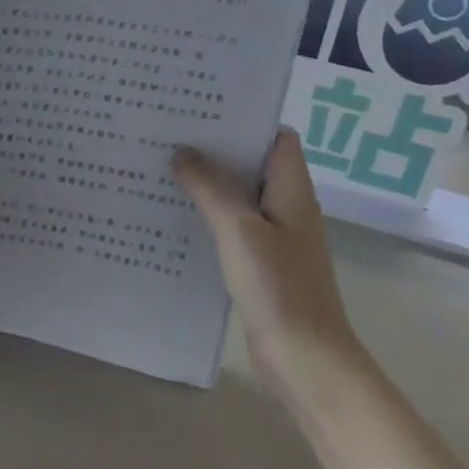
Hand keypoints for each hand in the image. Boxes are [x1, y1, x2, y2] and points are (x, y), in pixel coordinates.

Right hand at [173, 129, 359, 397]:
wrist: (305, 360)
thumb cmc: (278, 287)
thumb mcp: (239, 230)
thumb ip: (211, 188)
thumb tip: (183, 152)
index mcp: (291, 190)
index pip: (276, 137)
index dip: (245, 118)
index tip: (202, 107)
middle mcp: (286, 207)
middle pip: (252, 163)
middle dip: (215, 147)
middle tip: (169, 132)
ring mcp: (274, 237)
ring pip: (238, 195)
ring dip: (207, 182)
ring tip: (162, 164)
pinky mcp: (259, 263)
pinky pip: (231, 225)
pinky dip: (207, 214)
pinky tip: (174, 213)